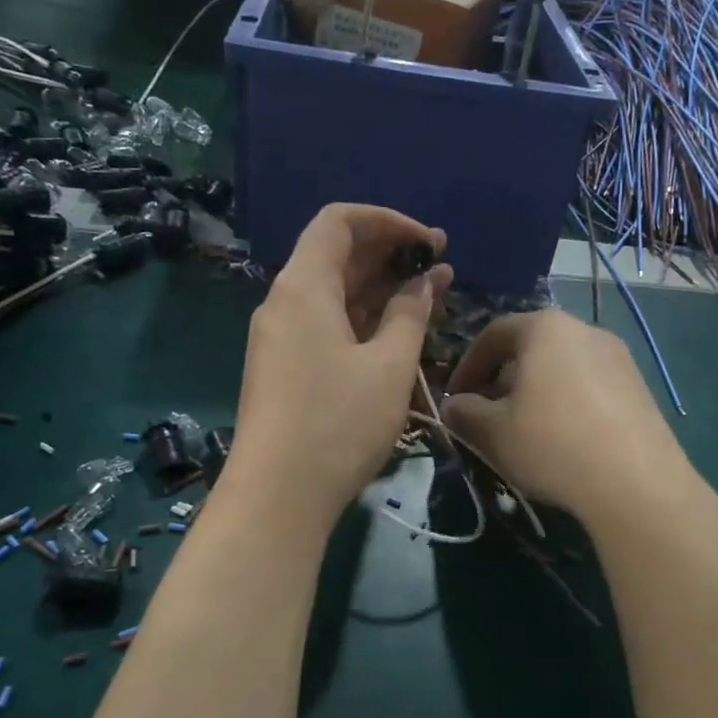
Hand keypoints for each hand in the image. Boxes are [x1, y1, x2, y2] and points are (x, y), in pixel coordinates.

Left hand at [227, 204, 452, 531]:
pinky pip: (326, 324)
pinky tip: (397, 331)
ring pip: (333, 294)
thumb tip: (425, 280)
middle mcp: (284, 303)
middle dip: (390, 253)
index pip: (339, 222)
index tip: (429, 241)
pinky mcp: (285, 368)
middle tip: (441, 264)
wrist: (277, 496)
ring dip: (380, 289)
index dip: (388, 221)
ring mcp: (280, 338)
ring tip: (430, 294)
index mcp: (303, 287)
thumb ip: (410, 314)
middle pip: (336, 256)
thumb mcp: (388, 366)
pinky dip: (362, 319)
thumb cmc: (338, 424)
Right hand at [442, 311, 687, 526]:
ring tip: (524, 430)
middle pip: (530, 347)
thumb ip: (463, 412)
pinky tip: (563, 439)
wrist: (636, 483)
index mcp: (545, 328)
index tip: (454, 398)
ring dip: (535, 392)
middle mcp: (585, 329)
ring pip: (562, 367)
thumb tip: (455, 405)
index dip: (467, 366)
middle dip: (502, 379)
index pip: (493, 334)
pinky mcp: (640, 387)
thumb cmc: (552, 444)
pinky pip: (590, 385)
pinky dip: (567, 403)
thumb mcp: (491, 431)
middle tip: (487, 415)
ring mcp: (619, 357)